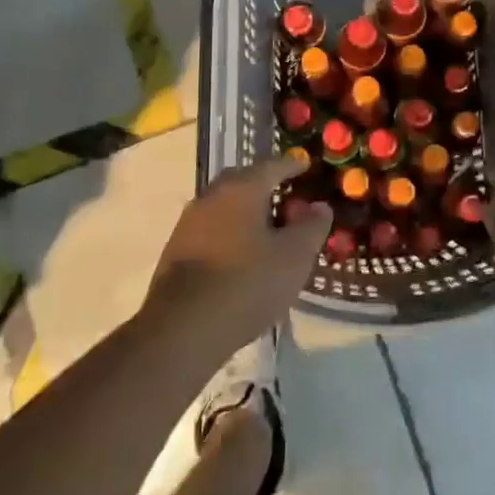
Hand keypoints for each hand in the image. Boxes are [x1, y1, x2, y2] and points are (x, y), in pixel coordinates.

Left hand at [142, 157, 330, 367]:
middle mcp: (212, 195)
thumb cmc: (247, 283)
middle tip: (287, 200)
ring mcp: (189, 222)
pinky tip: (240, 256)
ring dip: (246, 212)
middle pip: (244, 181)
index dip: (293, 165)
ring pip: (225, 205)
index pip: (273, 165)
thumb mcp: (294, 257)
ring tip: (266, 232)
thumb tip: (319, 207)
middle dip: (266, 187)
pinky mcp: (176, 250)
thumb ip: (311, 227)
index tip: (306, 166)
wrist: (182, 328)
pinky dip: (229, 233)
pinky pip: (211, 229)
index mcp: (242, 188)